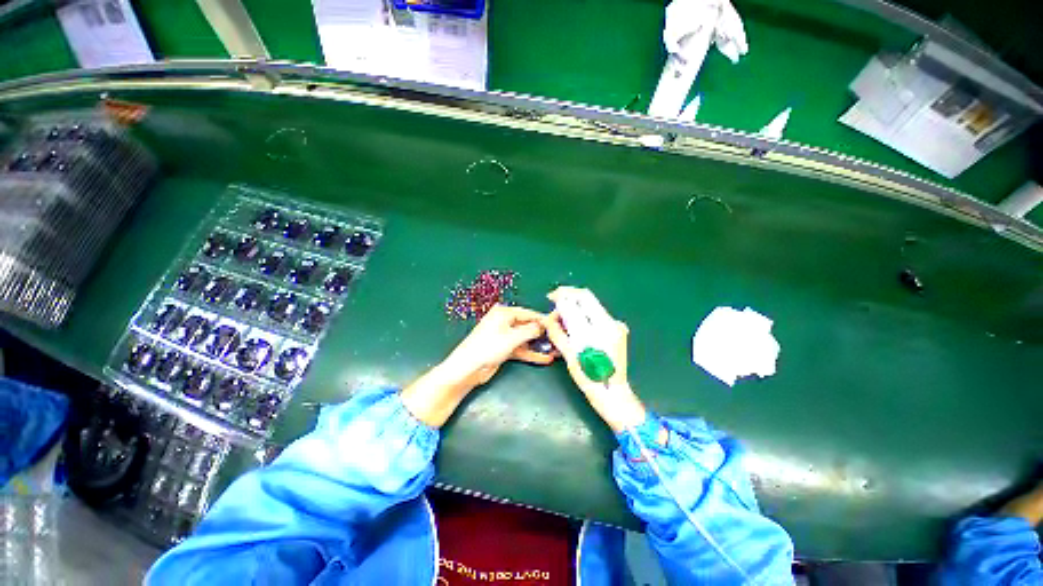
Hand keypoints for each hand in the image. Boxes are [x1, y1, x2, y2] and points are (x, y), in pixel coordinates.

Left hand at [402, 305, 553, 426]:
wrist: (467, 369)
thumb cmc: (488, 347)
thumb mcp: (512, 337)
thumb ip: (530, 330)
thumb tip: (543, 325)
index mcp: (504, 313)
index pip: (529, 314)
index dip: (543, 320)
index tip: (559, 325)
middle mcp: (505, 322)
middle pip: (528, 326)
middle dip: (543, 334)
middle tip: (559, 339)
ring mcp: (504, 336)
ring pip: (526, 338)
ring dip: (539, 345)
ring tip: (556, 350)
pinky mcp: (504, 348)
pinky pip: (521, 348)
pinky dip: (531, 353)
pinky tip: (545, 359)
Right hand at [542, 287, 646, 431]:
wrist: (612, 393)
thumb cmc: (588, 377)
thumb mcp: (569, 354)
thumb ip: (558, 331)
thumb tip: (548, 317)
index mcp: (600, 327)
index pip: (581, 298)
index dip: (564, 293)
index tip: (551, 297)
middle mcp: (611, 322)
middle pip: (587, 298)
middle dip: (568, 298)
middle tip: (555, 306)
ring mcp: (616, 326)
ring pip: (591, 306)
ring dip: (575, 308)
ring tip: (562, 319)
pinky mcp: (616, 331)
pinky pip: (596, 316)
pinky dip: (583, 316)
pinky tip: (574, 325)